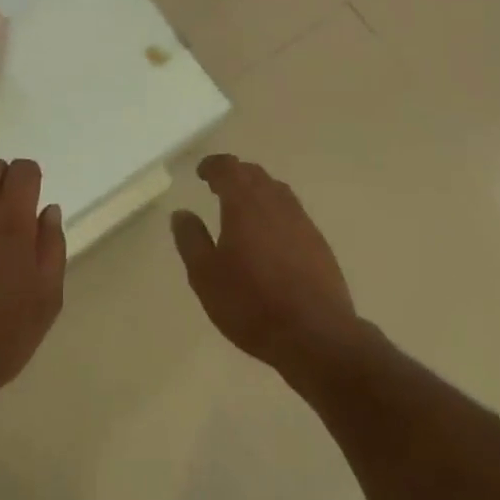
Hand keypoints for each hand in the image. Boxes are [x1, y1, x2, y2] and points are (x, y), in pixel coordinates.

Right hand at [171, 155, 364, 385]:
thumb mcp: (205, 275)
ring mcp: (302, 221)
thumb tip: (181, 213)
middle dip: (235, 175)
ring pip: (277, 191)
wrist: (315, 334)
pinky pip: (292, 213)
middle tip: (219, 186)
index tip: (202, 172)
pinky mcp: (318, 242)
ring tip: (243, 207)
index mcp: (245, 204)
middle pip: (255, 175)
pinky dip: (275, 212)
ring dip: (258, 190)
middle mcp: (276, 203)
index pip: (228, 168)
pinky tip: (271, 235)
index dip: (213, 166)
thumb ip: (191, 240)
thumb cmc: (251, 303)